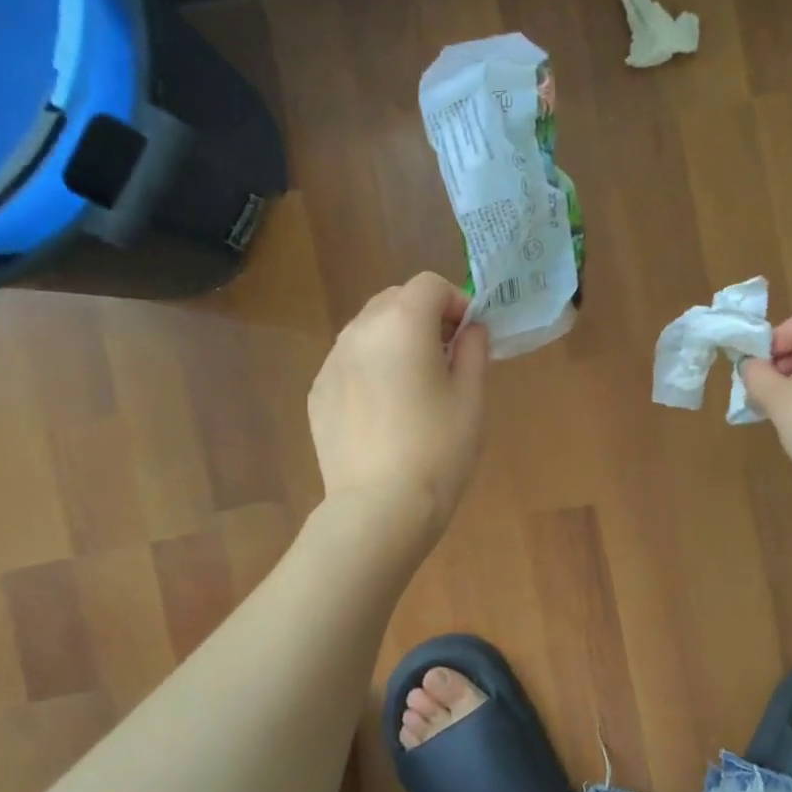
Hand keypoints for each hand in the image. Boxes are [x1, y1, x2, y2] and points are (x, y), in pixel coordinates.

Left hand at [308, 273, 488, 536]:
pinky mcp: (318, 391)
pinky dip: (371, 367)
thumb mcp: (471, 396)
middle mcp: (359, 331)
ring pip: (368, 330)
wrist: (380, 507)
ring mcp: (332, 361)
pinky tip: (384, 411)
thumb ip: (474, 349)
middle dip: (423, 316)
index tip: (468, 336)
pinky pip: (350, 362)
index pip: (429, 285)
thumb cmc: (438, 448)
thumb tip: (470, 328)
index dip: (455, 302)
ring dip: (395, 340)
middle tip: (445, 357)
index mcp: (402, 323)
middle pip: (394, 299)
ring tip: (413, 385)